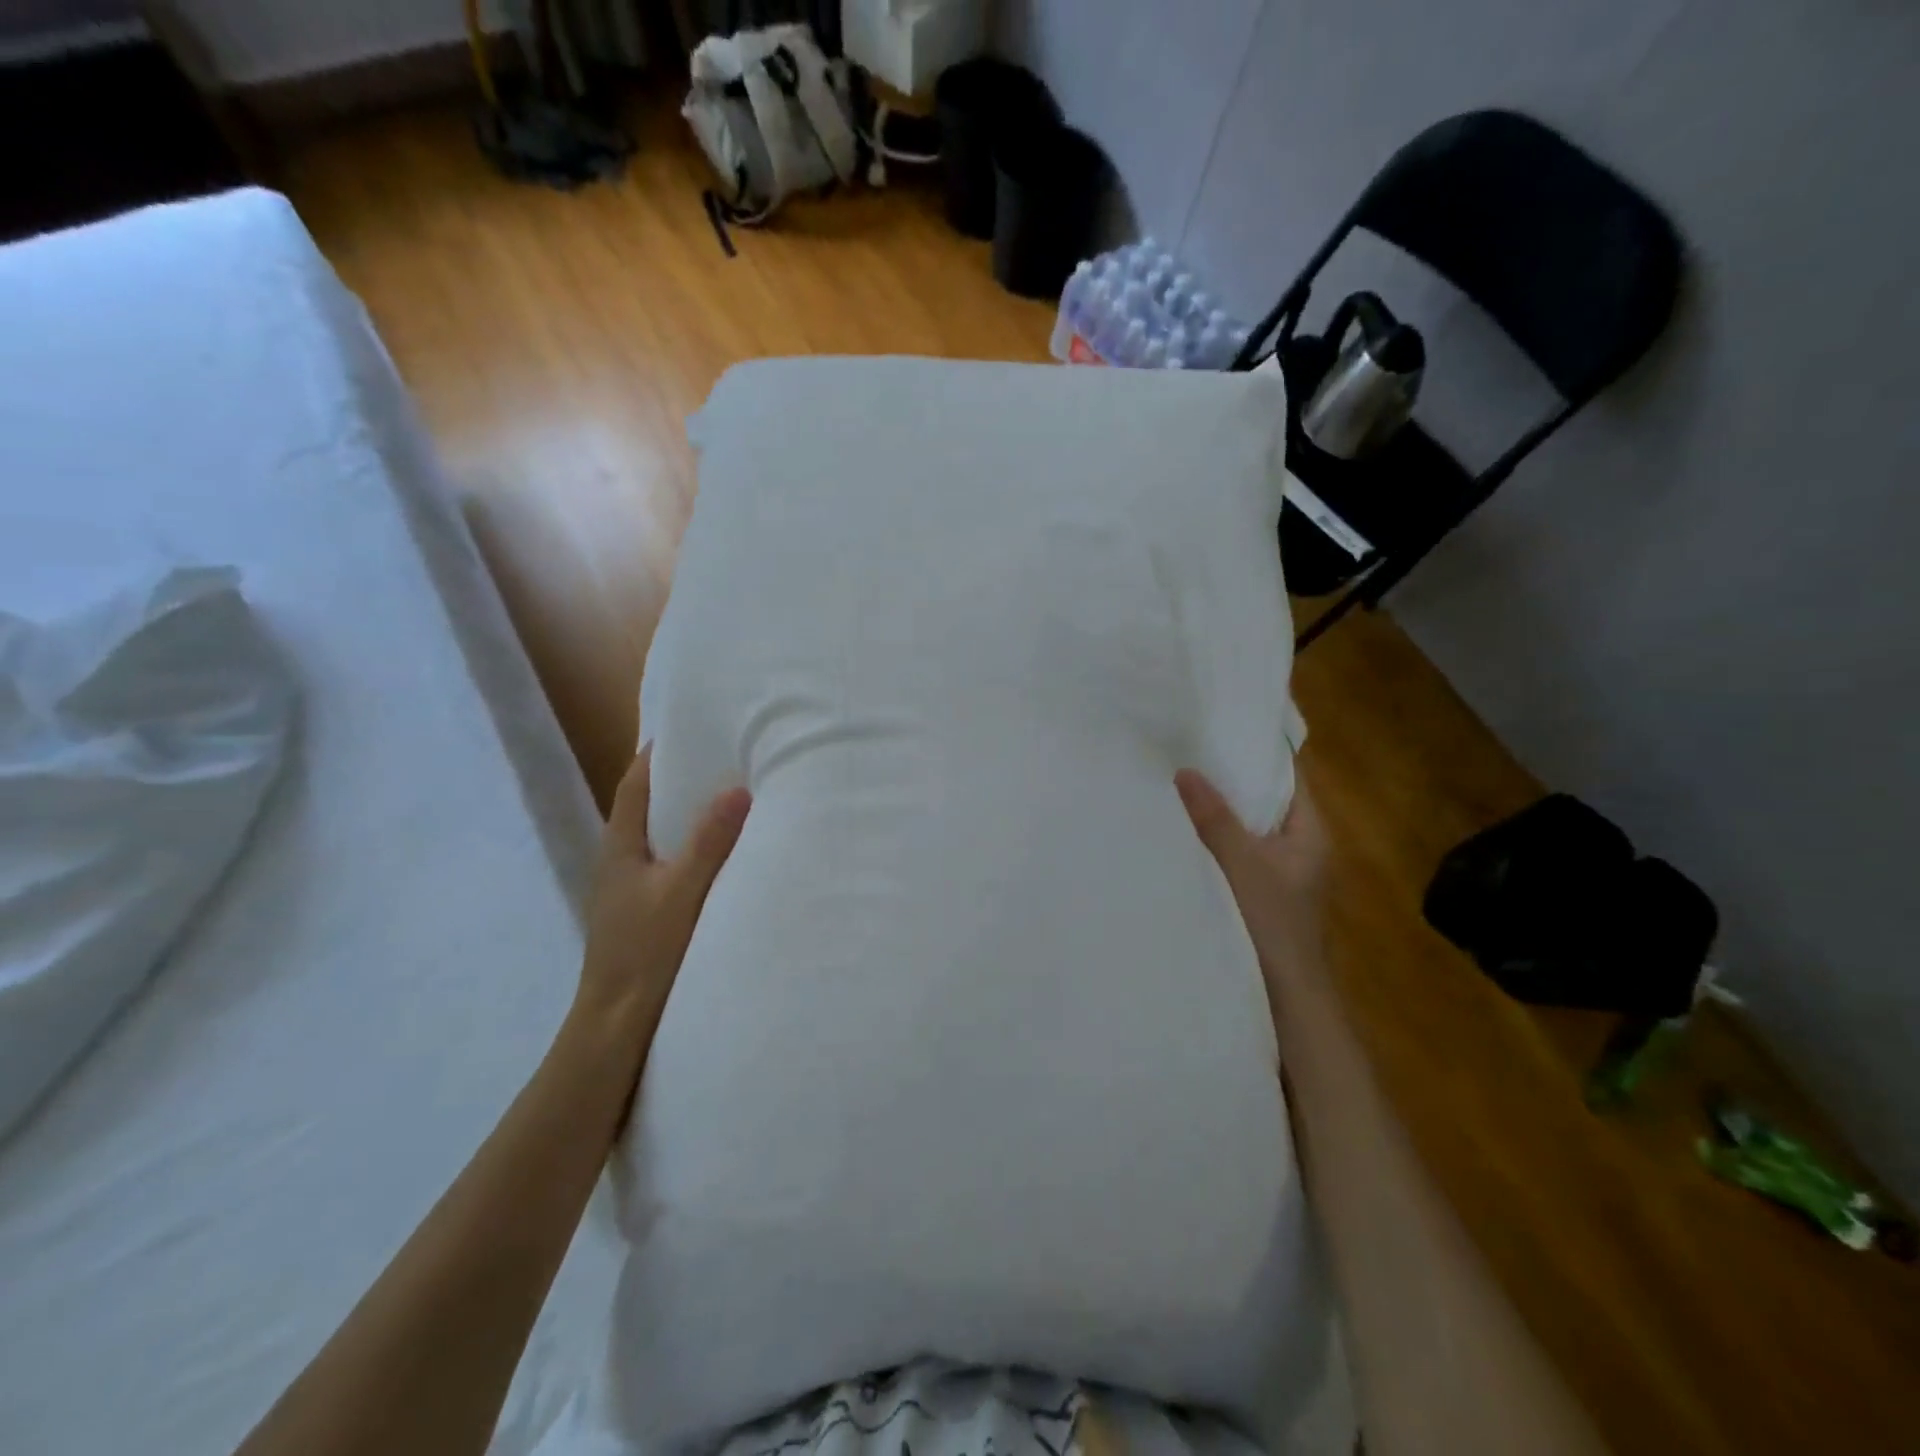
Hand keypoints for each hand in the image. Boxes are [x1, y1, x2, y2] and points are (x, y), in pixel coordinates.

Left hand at [575, 747, 750, 1044]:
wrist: (615, 1025)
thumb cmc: (645, 953)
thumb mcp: (682, 892)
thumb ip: (709, 842)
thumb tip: (736, 788)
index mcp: (620, 847)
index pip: (635, 783)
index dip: (657, 752)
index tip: (690, 725)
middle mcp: (619, 861)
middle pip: (646, 805)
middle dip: (678, 778)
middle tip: (722, 755)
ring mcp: (628, 889)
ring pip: (658, 836)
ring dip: (686, 814)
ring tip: (728, 797)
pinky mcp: (643, 911)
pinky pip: (668, 862)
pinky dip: (691, 846)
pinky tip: (720, 855)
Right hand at [1176, 768, 1330, 1001]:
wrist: (1287, 994)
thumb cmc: (1273, 921)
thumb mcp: (1241, 863)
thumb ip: (1215, 818)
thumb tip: (1186, 771)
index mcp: (1311, 832)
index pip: (1290, 778)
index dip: (1261, 753)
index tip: (1224, 730)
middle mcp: (1302, 847)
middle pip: (1267, 801)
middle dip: (1233, 781)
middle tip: (1192, 753)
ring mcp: (1283, 872)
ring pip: (1251, 828)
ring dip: (1223, 812)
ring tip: (1183, 784)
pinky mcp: (1264, 893)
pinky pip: (1241, 852)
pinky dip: (1219, 839)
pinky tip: (1188, 832)